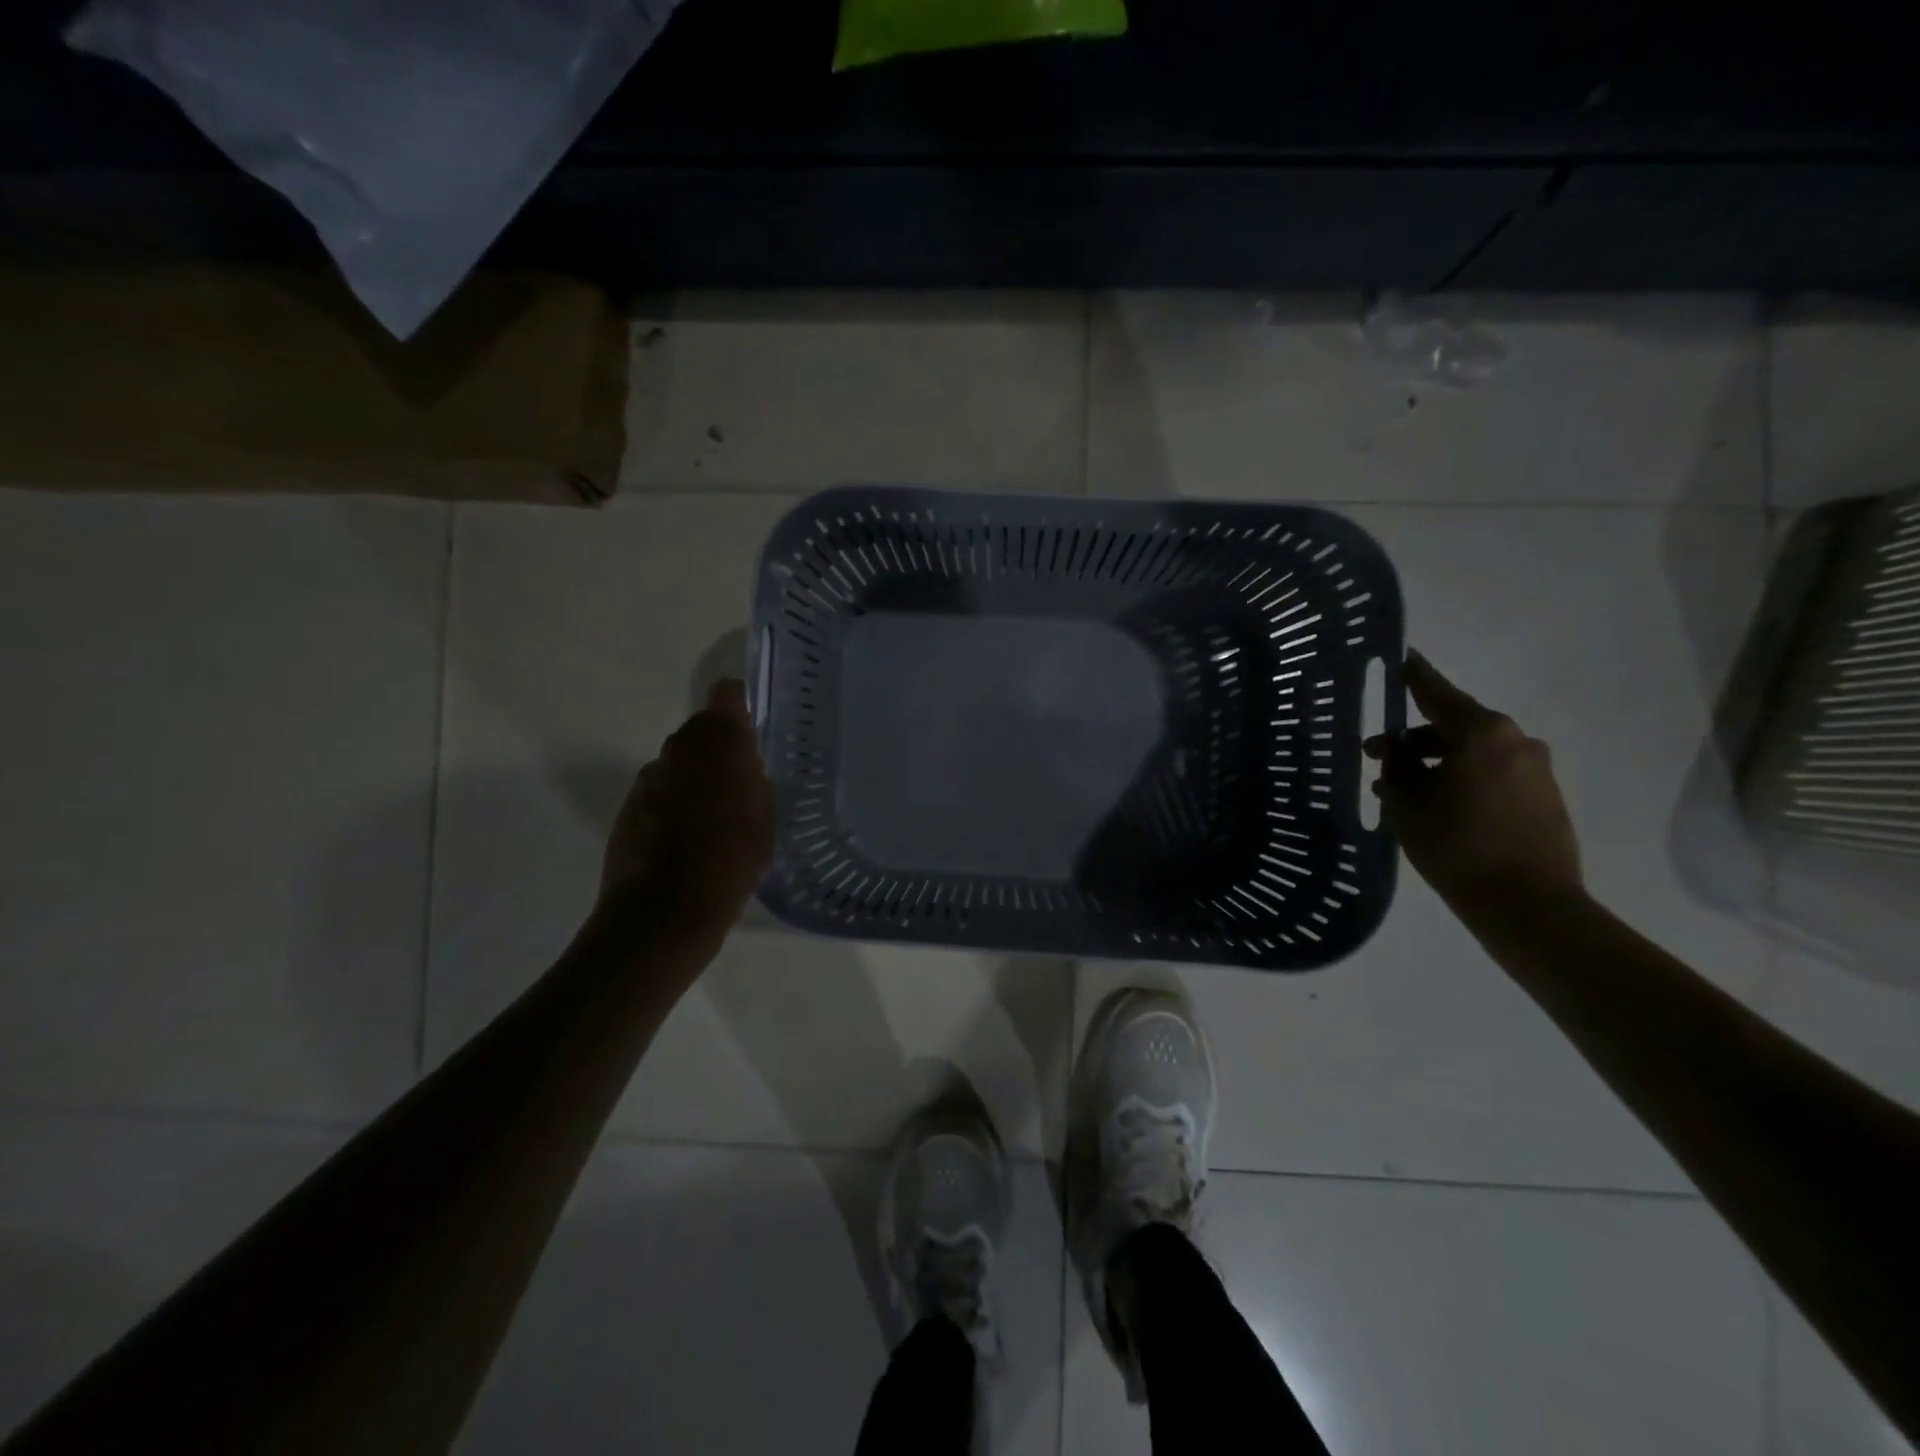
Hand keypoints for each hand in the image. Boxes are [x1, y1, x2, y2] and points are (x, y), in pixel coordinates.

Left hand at [601, 680, 775, 937]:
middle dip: (718, 749)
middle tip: (738, 784)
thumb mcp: (766, 821)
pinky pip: (659, 792)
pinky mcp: (628, 806)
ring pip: (678, 763)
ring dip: (694, 778)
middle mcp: (680, 749)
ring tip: (712, 819)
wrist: (664, 910)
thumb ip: (756, 783)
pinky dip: (672, 805)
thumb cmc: (730, 861)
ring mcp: (649, 777)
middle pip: (700, 730)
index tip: (749, 726)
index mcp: (720, 743)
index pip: (727, 696)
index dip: (738, 704)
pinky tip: (685, 840)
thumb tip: (745, 771)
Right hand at [1365, 652, 1581, 912]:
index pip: (1437, 693)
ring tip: (1402, 791)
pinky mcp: (1544, 796)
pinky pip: (1492, 773)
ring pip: (1473, 751)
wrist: (1528, 904)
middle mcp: (1515, 740)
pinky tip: (1436, 805)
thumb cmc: (1457, 847)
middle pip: (1453, 725)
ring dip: (1436, 763)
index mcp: (1481, 734)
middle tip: (1377, 758)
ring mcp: (1536, 769)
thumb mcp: (1407, 805)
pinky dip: (1461, 778)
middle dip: (1414, 739)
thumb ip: (1396, 770)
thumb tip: (1396, 756)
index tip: (1402, 657)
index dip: (1414, 676)